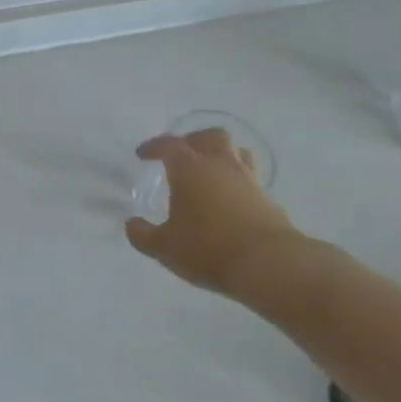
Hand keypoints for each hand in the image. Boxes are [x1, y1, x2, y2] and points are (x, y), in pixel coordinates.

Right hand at [124, 128, 306, 297]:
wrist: (268, 264)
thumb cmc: (207, 249)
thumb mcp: (164, 247)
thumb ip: (143, 234)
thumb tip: (132, 224)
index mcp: (190, 169)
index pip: (170, 146)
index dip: (154, 147)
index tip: (142, 155)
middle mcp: (221, 166)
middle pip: (210, 137)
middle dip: (193, 140)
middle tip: (181, 154)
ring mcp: (248, 180)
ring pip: (236, 153)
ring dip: (220, 156)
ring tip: (208, 172)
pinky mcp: (268, 199)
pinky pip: (249, 178)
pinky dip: (235, 181)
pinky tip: (227, 199)